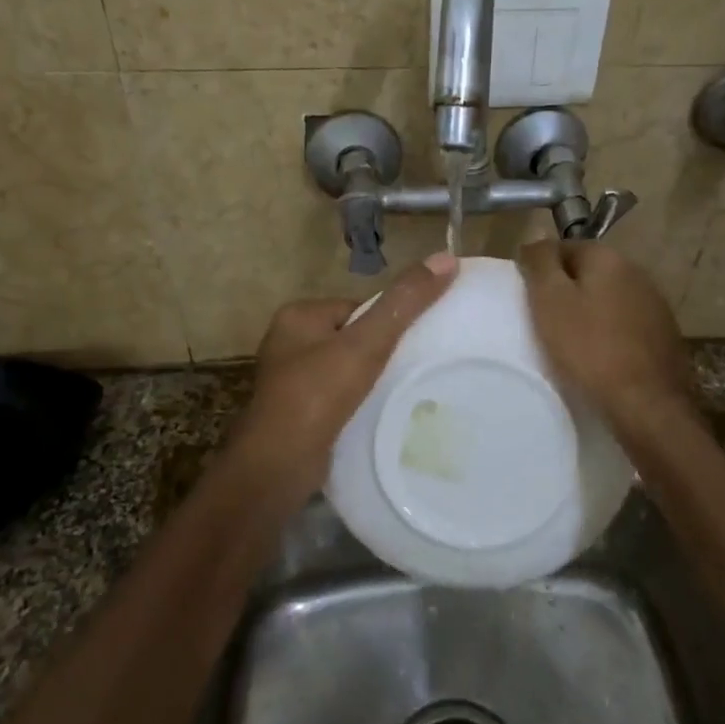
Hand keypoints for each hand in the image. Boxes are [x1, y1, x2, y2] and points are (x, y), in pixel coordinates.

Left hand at [236, 253, 459, 477]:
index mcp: (298, 316)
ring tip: (397, 395)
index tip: (413, 346)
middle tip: (410, 372)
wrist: (278, 465)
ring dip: (371, 381)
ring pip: (347, 370)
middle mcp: (289, 343)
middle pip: (354, 338)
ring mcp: (290, 381)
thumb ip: (404, 302)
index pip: (359, 308)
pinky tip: (375, 415)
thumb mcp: (367, 343)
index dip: (388, 324)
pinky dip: (357, 404)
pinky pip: (338, 397)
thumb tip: (447, 258)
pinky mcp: (297, 413)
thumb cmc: (318, 395)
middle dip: (380, 354)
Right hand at [517, 241, 695, 436]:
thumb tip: (535, 237)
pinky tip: (599, 353)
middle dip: (567, 287)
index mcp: (609, 258)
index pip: (566, 246)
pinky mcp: (664, 335)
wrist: (645, 402)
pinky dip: (609, 331)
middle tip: (543, 316)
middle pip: (590, 271)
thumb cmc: (589, 348)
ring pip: (610, 297)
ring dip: (590, 310)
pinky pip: (626, 323)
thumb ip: (541, 263)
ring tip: (569, 337)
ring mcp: (656, 304)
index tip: (527, 293)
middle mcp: (638, 272)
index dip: (542, 267)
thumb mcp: (550, 301)